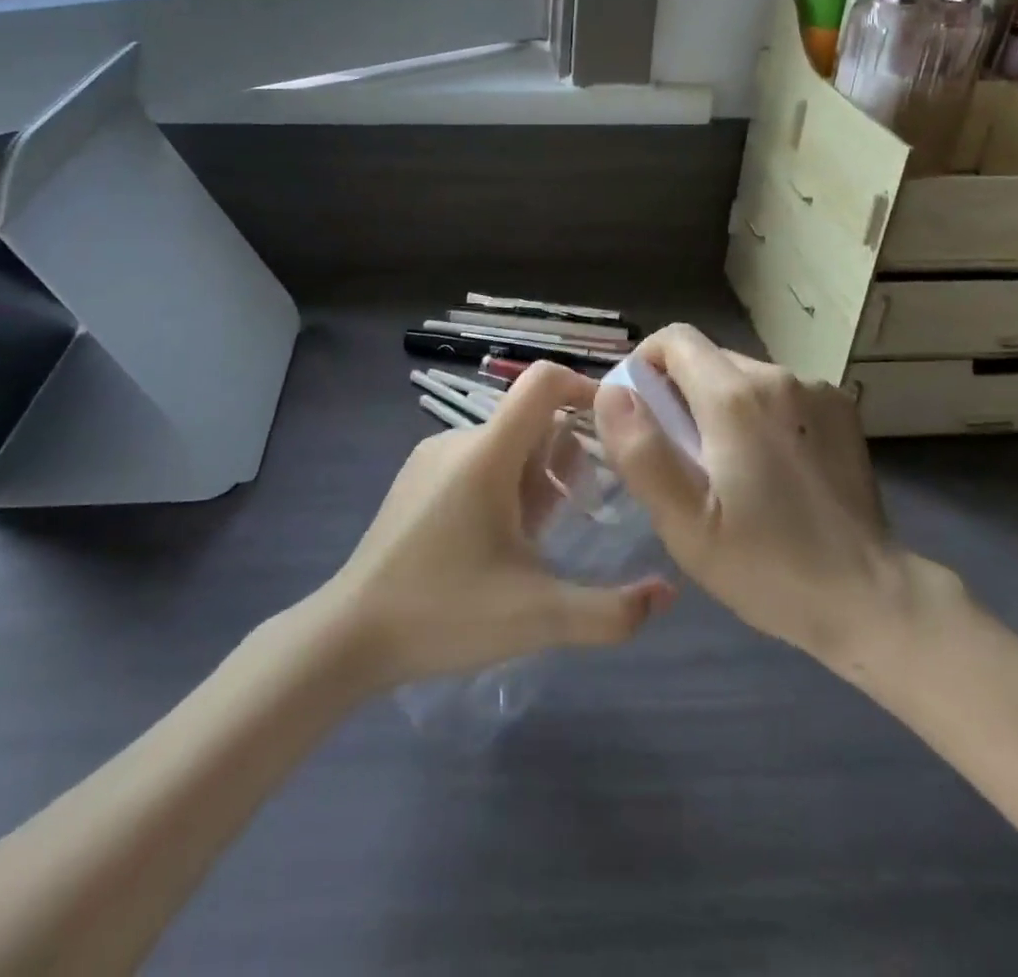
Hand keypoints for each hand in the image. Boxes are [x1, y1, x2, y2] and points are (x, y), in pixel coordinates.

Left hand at [323, 361, 674, 689]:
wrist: (349, 635)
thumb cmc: (446, 613)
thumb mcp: (539, 617)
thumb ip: (611, 611)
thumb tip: (667, 594)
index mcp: (487, 454)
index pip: (543, 382)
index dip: (585, 388)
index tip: (615, 426)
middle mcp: (458, 440)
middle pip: (530, 422)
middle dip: (563, 460)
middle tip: (573, 517)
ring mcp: (431, 457)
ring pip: (504, 445)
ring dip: (533, 478)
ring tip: (534, 540)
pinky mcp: (415, 478)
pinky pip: (475, 461)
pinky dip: (501, 484)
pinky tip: (495, 543)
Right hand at [594, 325, 957, 676]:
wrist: (869, 597)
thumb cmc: (766, 566)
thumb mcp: (684, 523)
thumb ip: (640, 450)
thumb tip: (613, 392)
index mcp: (734, 397)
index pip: (674, 339)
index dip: (646, 365)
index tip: (641, 413)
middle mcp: (778, 376)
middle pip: (708, 359)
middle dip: (682, 394)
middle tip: (682, 458)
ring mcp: (817, 391)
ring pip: (744, 376)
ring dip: (721, 406)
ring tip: (728, 468)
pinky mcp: (842, 410)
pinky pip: (780, 394)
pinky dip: (761, 415)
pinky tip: (772, 467)